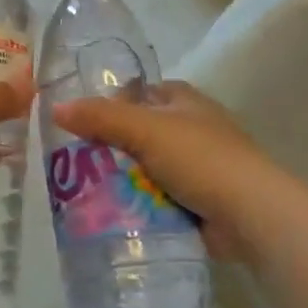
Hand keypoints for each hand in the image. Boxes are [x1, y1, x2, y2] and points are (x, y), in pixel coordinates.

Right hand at [50, 81, 284, 264]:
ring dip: (121, 181)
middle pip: (138, 134)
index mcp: (184, 101)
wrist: (251, 215)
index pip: (140, 92)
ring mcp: (195, 168)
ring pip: (144, 169)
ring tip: (82, 192)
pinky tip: (110, 215)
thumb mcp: (146, 129)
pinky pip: (156, 199)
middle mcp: (190, 129)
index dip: (111, 103)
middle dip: (110, 148)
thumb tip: (55, 107)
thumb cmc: (201, 158)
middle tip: (72, 163)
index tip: (80, 123)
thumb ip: (101, 118)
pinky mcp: (196, 202)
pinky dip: (138, 206)